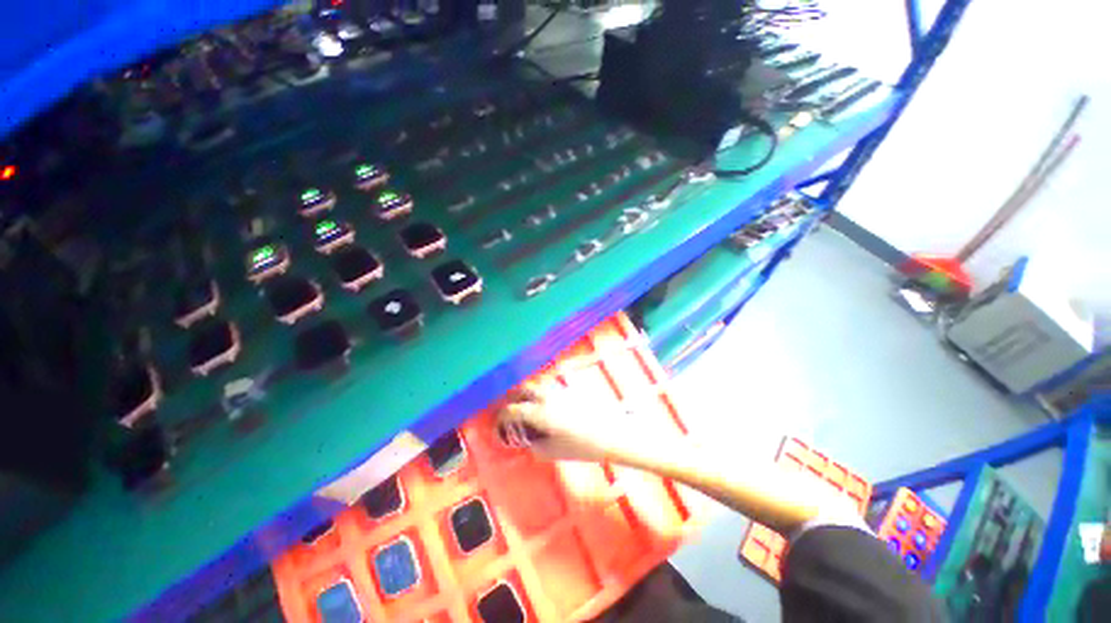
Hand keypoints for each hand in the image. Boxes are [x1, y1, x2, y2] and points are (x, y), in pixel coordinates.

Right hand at [495, 382, 651, 462]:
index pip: (511, 409)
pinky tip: (546, 406)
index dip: (501, 418)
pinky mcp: (569, 388)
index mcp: (539, 411)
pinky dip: (540, 393)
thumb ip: (535, 445)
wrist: (612, 431)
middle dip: (511, 399)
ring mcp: (558, 389)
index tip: (498, 425)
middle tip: (509, 411)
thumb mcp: (553, 451)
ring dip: (526, 394)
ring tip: (526, 409)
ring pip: (535, 385)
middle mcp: (545, 395)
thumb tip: (526, 440)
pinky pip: (548, 387)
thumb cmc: (582, 445)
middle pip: (521, 390)